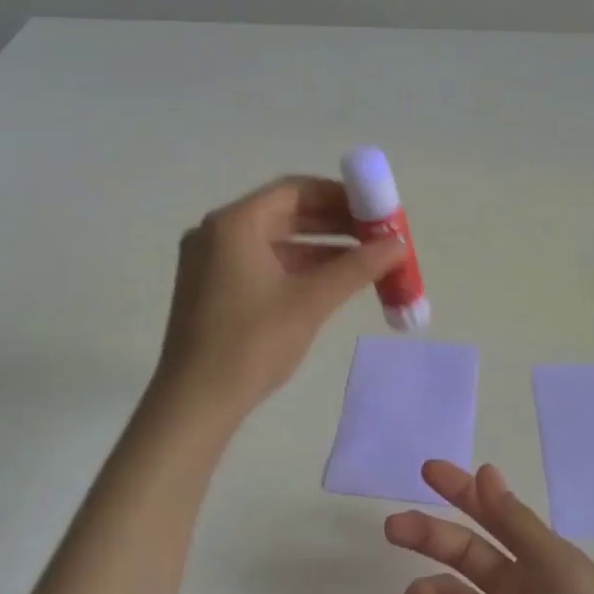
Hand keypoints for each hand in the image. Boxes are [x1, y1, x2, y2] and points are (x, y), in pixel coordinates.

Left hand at [153, 176, 405, 418]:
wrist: (194, 403)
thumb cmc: (252, 343)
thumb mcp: (311, 301)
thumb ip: (358, 267)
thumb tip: (399, 244)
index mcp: (234, 223)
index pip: (295, 190)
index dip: (340, 196)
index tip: (375, 209)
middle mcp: (218, 232)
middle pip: (285, 213)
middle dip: (333, 222)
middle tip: (375, 234)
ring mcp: (211, 261)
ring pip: (275, 240)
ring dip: (319, 247)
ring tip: (364, 259)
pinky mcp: (212, 288)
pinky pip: (262, 262)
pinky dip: (297, 267)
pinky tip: (331, 281)